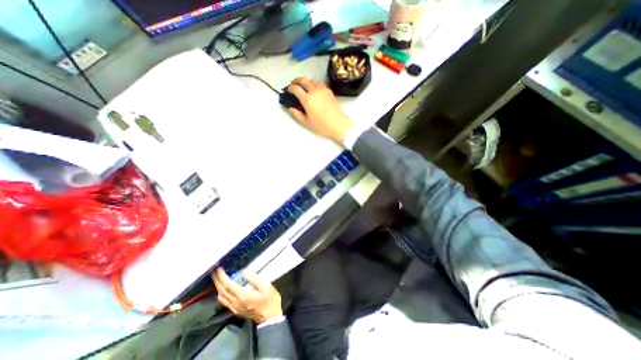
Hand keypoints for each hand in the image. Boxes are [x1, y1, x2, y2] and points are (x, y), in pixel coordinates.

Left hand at [212, 268, 281, 323]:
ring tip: (217, 277)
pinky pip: (224, 301)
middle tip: (214, 270)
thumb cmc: (270, 300)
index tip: (218, 268)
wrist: (270, 318)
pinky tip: (223, 289)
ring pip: (221, 297)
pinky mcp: (236, 310)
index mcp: (243, 296)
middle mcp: (236, 302)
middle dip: (217, 280)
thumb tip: (244, 271)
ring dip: (218, 286)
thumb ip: (255, 279)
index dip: (222, 276)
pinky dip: (221, 293)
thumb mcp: (266, 287)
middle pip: (222, 291)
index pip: (228, 285)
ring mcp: (235, 308)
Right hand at [287, 77, 355, 142]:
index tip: (288, 90)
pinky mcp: (329, 91)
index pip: (296, 88)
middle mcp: (315, 91)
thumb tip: (291, 109)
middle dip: (297, 80)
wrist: (339, 125)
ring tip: (303, 85)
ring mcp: (323, 90)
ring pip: (311, 80)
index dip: (290, 88)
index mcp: (308, 99)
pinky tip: (313, 89)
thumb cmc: (323, 126)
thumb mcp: (307, 123)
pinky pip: (319, 83)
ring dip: (305, 81)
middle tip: (294, 83)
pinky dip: (314, 83)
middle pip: (303, 80)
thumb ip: (297, 114)